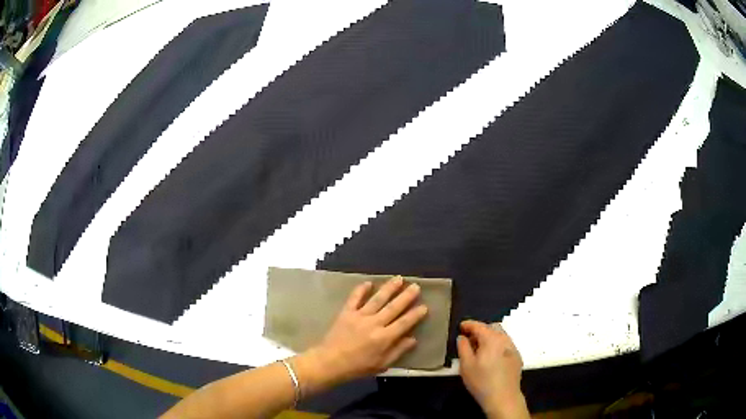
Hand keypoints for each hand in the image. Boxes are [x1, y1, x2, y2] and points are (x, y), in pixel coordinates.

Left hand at [311, 276, 427, 381]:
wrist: (330, 362)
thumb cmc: (358, 367)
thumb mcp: (382, 365)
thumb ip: (398, 351)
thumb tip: (413, 339)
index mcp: (384, 338)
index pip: (404, 323)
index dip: (415, 314)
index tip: (424, 306)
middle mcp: (374, 324)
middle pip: (393, 307)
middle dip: (406, 296)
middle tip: (416, 286)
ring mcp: (359, 316)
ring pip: (377, 299)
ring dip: (389, 288)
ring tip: (399, 279)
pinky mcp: (346, 313)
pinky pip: (355, 298)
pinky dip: (361, 289)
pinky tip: (368, 282)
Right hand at [458, 320, 528, 418]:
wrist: (503, 397)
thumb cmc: (481, 381)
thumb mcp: (466, 365)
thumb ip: (463, 348)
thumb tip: (462, 337)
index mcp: (491, 339)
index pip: (479, 326)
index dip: (469, 324)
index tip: (461, 326)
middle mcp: (505, 339)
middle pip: (492, 328)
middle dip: (480, 330)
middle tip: (469, 340)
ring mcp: (513, 348)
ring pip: (500, 336)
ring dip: (489, 338)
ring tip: (479, 349)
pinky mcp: (517, 357)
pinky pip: (505, 345)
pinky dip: (497, 346)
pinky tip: (491, 358)